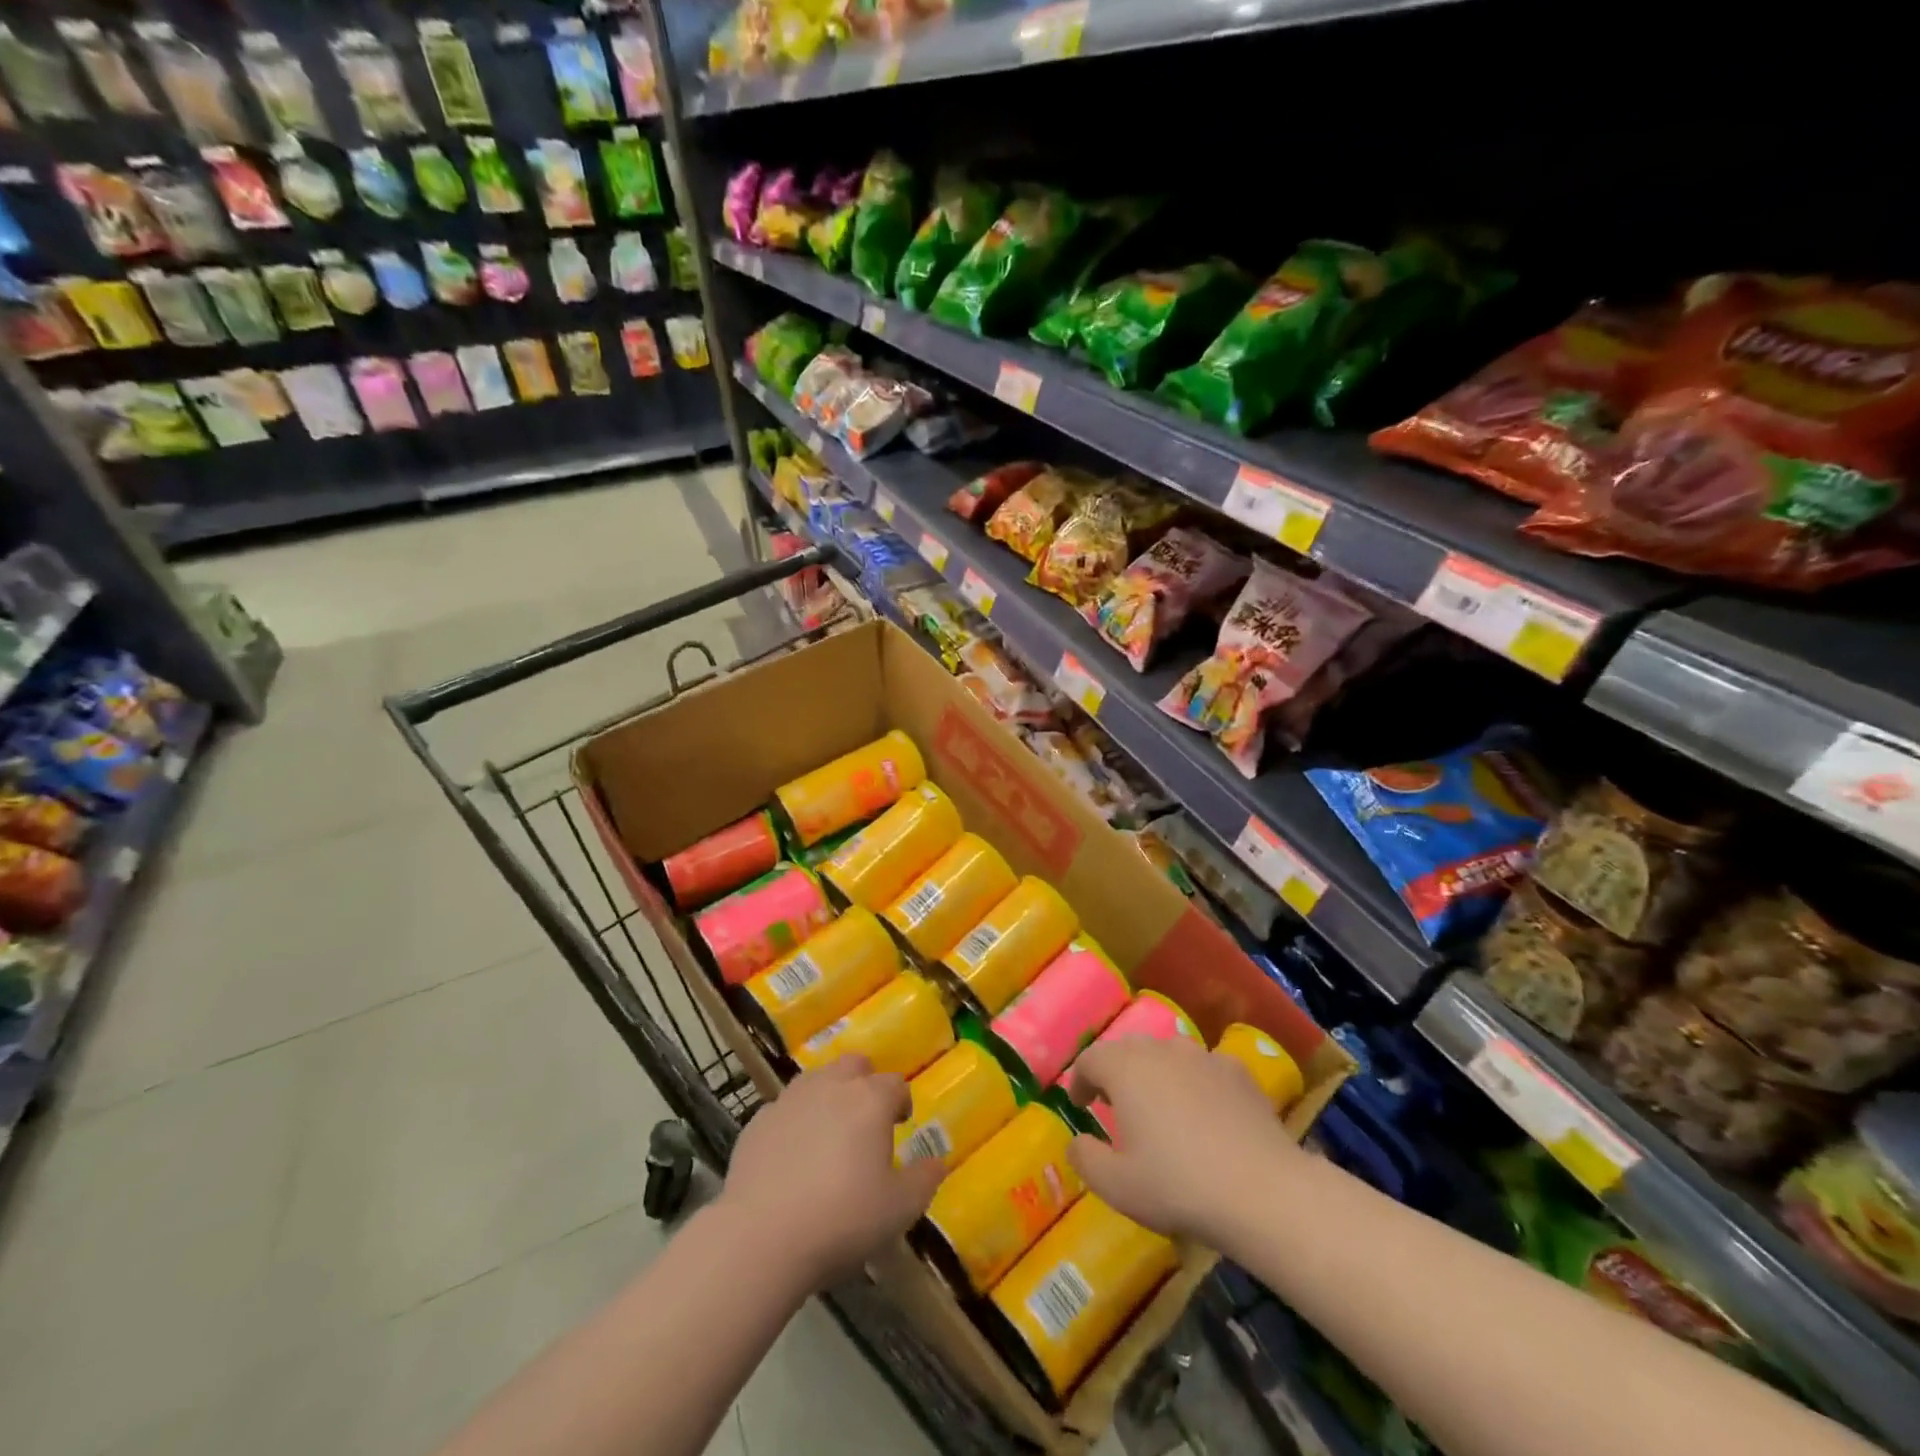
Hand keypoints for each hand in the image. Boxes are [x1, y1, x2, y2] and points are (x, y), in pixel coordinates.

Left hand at [718, 1056, 945, 1287]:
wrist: (761, 1237)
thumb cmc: (842, 1219)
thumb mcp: (899, 1210)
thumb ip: (924, 1180)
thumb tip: (936, 1162)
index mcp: (870, 1100)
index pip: (895, 1084)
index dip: (901, 1102)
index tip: (901, 1124)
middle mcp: (831, 1086)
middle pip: (854, 1065)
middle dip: (864, 1083)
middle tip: (866, 1120)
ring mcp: (790, 1100)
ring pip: (816, 1079)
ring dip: (828, 1096)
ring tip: (829, 1134)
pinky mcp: (757, 1121)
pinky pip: (783, 1109)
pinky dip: (793, 1122)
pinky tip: (791, 1157)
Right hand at [1067, 1036, 1302, 1244]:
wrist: (1264, 1191)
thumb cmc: (1178, 1185)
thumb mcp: (1116, 1185)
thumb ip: (1085, 1157)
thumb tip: (1077, 1141)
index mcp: (1125, 1068)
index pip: (1090, 1059)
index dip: (1080, 1080)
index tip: (1080, 1105)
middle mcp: (1161, 1049)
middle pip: (1128, 1050)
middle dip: (1116, 1073)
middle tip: (1115, 1106)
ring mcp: (1203, 1056)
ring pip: (1168, 1055)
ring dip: (1156, 1075)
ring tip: (1160, 1109)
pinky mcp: (1238, 1071)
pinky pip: (1204, 1069)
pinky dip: (1195, 1084)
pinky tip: (1205, 1116)